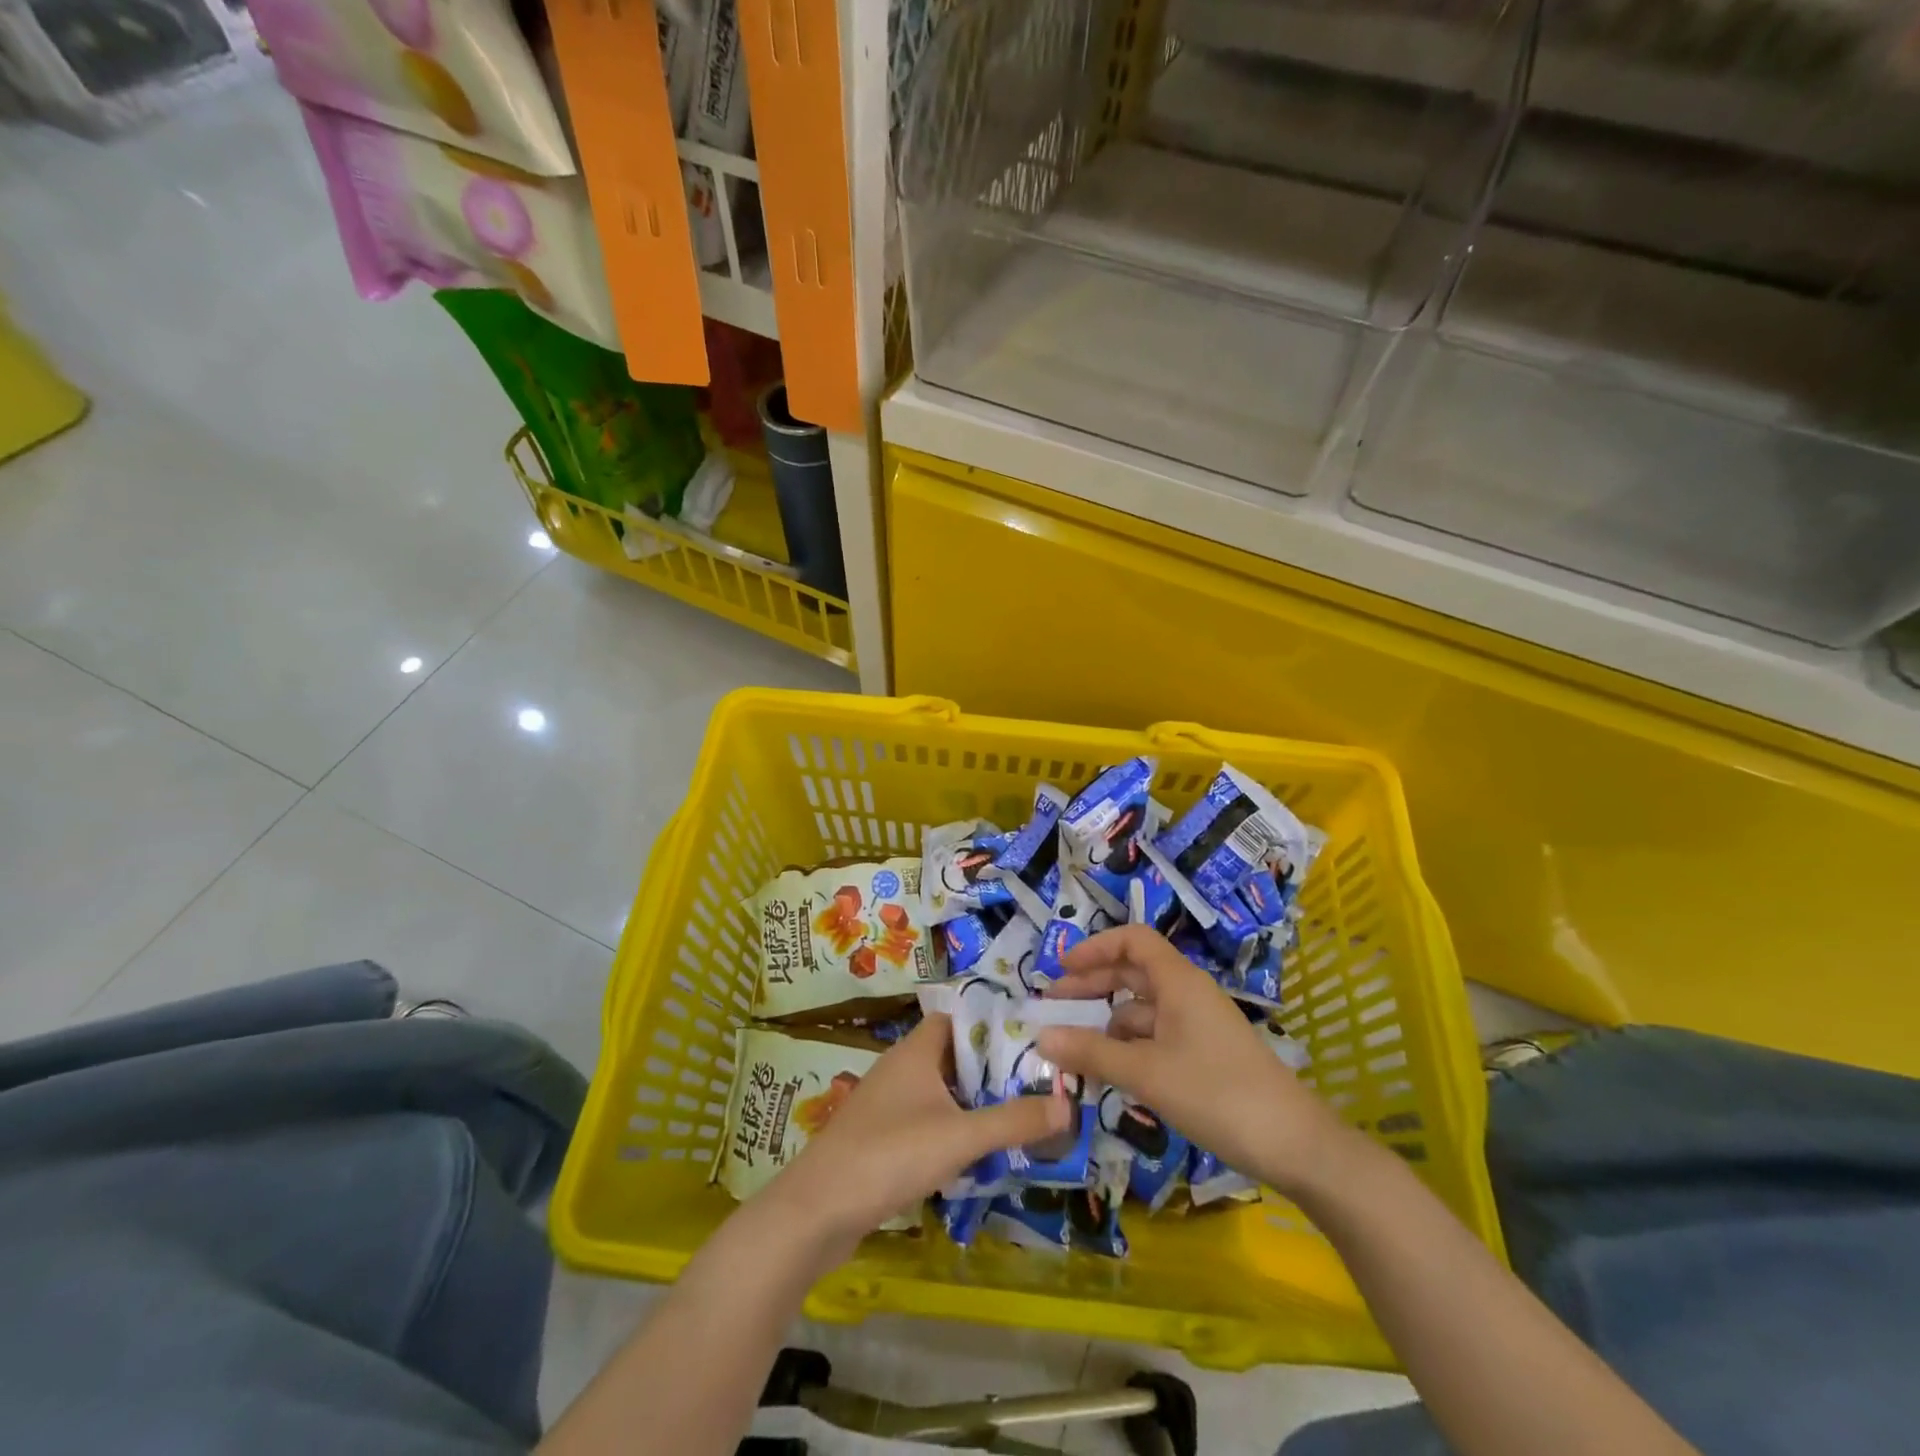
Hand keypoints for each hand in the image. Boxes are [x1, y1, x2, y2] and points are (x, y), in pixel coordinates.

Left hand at [758, 1013, 1069, 1260]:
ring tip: (1016, 1112)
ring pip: (939, 1089)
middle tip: (1035, 1079)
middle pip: (952, 1054)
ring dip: (972, 1099)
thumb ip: (1013, 1120)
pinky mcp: (879, 1137)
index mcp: (916, 1050)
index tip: (1030, 1036)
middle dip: (990, 1066)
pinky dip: (951, 1126)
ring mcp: (886, 1103)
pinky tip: (975, 1150)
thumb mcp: (960, 1137)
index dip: (991, 1023)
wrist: (817, 1210)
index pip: (957, 1018)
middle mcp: (900, 1067)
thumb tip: (1068, 1104)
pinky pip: (925, 1118)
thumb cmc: (890, 1155)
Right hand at [1038, 925, 1346, 1196]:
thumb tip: (1040, 1037)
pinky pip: (1156, 1039)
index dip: (1095, 948)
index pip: (1132, 940)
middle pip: (1132, 973)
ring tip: (1074, 1052)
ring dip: (1107, 1025)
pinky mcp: (1204, 1056)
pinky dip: (1128, 1049)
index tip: (1062, 969)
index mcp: (1178, 981)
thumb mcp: (1147, 1073)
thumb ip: (1091, 1053)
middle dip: (1092, 987)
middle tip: (1053, 1008)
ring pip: (1142, 1011)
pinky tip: (1110, 1075)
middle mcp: (1187, 994)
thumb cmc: (1218, 1093)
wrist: (1295, 1145)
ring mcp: (1197, 1026)